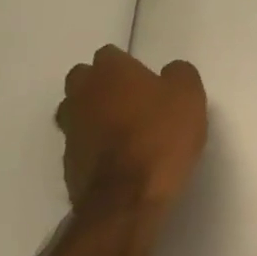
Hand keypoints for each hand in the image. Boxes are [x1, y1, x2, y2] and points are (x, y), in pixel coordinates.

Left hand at [54, 46, 207, 212]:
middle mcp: (82, 95)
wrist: (127, 200)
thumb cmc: (160, 136)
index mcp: (109, 71)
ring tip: (121, 131)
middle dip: (100, 86)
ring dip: (92, 116)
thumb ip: (179, 74)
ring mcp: (70, 131)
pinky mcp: (67, 165)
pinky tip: (116, 159)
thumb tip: (169, 72)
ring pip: (76, 112)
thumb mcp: (189, 95)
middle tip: (129, 101)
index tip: (146, 81)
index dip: (127, 66)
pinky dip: (93, 147)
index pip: (109, 55)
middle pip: (83, 80)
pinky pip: (80, 145)